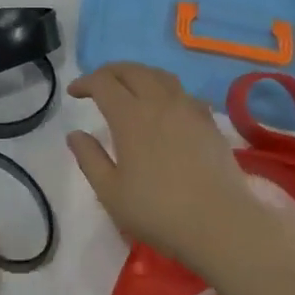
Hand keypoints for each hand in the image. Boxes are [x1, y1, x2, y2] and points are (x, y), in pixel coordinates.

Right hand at [68, 63, 263, 272]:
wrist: (220, 224)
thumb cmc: (158, 211)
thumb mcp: (110, 192)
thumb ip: (89, 158)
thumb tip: (75, 134)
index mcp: (130, 116)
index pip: (103, 83)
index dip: (85, 82)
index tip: (74, 92)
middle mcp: (159, 102)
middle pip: (132, 70)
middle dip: (110, 72)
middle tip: (97, 84)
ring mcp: (188, 109)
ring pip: (160, 75)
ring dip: (139, 74)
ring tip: (130, 87)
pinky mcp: (209, 122)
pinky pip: (183, 92)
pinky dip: (166, 90)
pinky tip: (165, 106)